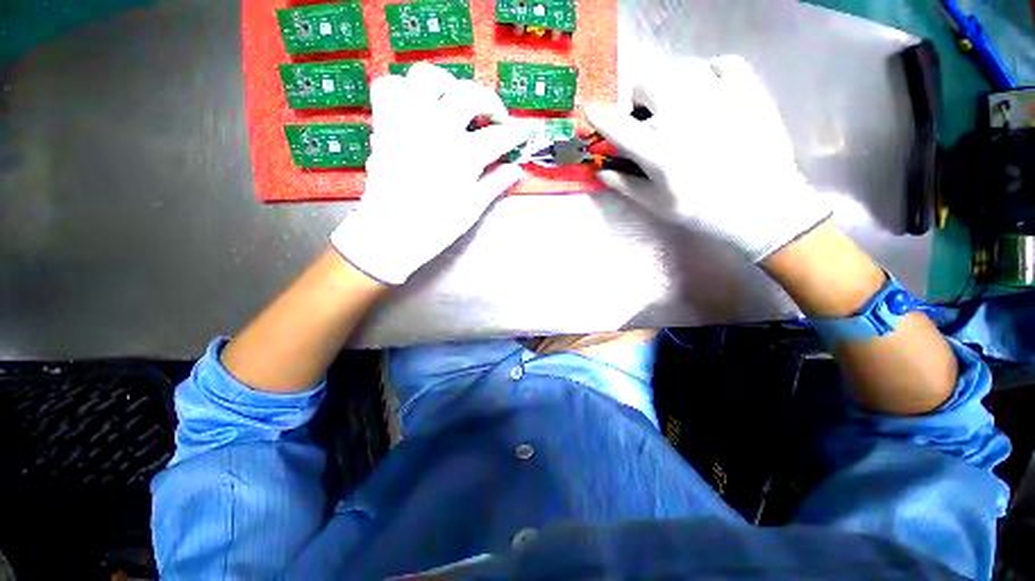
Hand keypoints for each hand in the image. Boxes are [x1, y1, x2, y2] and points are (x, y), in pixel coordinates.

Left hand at [331, 63, 529, 284]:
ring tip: (456, 105)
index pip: (499, 135)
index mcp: (463, 155)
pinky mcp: (385, 123)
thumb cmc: (436, 226)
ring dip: (448, 86)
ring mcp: (408, 121)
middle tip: (495, 120)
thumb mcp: (473, 208)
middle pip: (469, 94)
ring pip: (428, 77)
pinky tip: (418, 107)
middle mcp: (437, 128)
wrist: (391, 233)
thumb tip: (515, 170)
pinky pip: (390, 87)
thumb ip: (495, 183)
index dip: (516, 132)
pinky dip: (406, 89)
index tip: (524, 130)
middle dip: (490, 103)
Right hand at [586, 55, 829, 262]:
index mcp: (658, 152)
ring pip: (681, 69)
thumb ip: (625, 185)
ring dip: (671, 85)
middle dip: (639, 99)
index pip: (618, 126)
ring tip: (680, 104)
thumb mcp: (657, 204)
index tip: (589, 108)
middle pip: (647, 83)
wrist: (762, 207)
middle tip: (648, 115)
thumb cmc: (702, 211)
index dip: (598, 115)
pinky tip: (710, 92)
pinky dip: (710, 73)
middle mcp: (683, 117)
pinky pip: (722, 63)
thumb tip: (599, 172)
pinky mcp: (748, 90)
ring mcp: (719, 98)